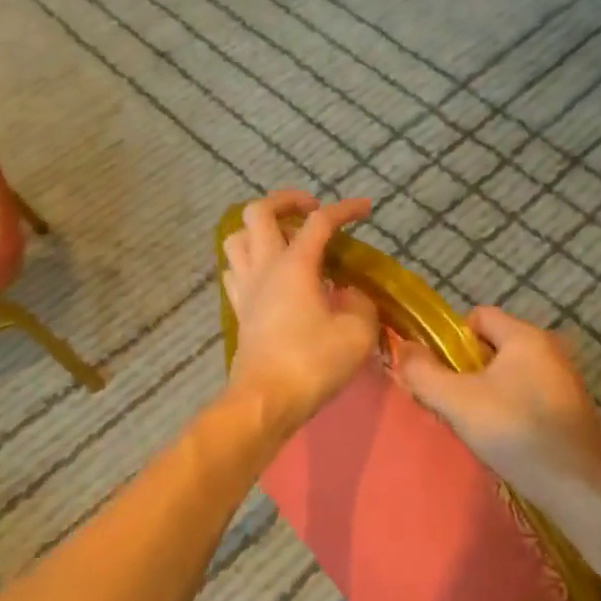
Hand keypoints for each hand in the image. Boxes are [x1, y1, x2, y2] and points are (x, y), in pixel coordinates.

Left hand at [222, 191, 378, 437]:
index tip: (366, 209)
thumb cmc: (313, 363)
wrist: (266, 400)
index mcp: (294, 265)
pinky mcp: (239, 311)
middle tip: (311, 209)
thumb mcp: (357, 333)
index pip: (319, 222)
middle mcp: (264, 267)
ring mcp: (245, 288)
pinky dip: (251, 262)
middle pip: (258, 212)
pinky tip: (270, 276)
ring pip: (237, 239)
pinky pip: (235, 271)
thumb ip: (360, 304)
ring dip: (260, 231)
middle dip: (285, 200)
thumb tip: (352, 295)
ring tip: (286, 241)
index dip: (344, 209)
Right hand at [397, 306, 600, 506]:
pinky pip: (531, 393)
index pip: (479, 316)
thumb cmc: (512, 430)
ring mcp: (566, 379)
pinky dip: (514, 407)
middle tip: (455, 401)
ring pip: (512, 372)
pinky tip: (507, 436)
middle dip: (470, 368)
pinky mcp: (573, 408)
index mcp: (525, 336)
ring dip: (491, 390)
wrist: (573, 483)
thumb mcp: (456, 400)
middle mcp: (551, 348)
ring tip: (478, 423)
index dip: (453, 339)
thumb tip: (403, 348)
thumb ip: (423, 372)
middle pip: (495, 345)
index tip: (443, 372)